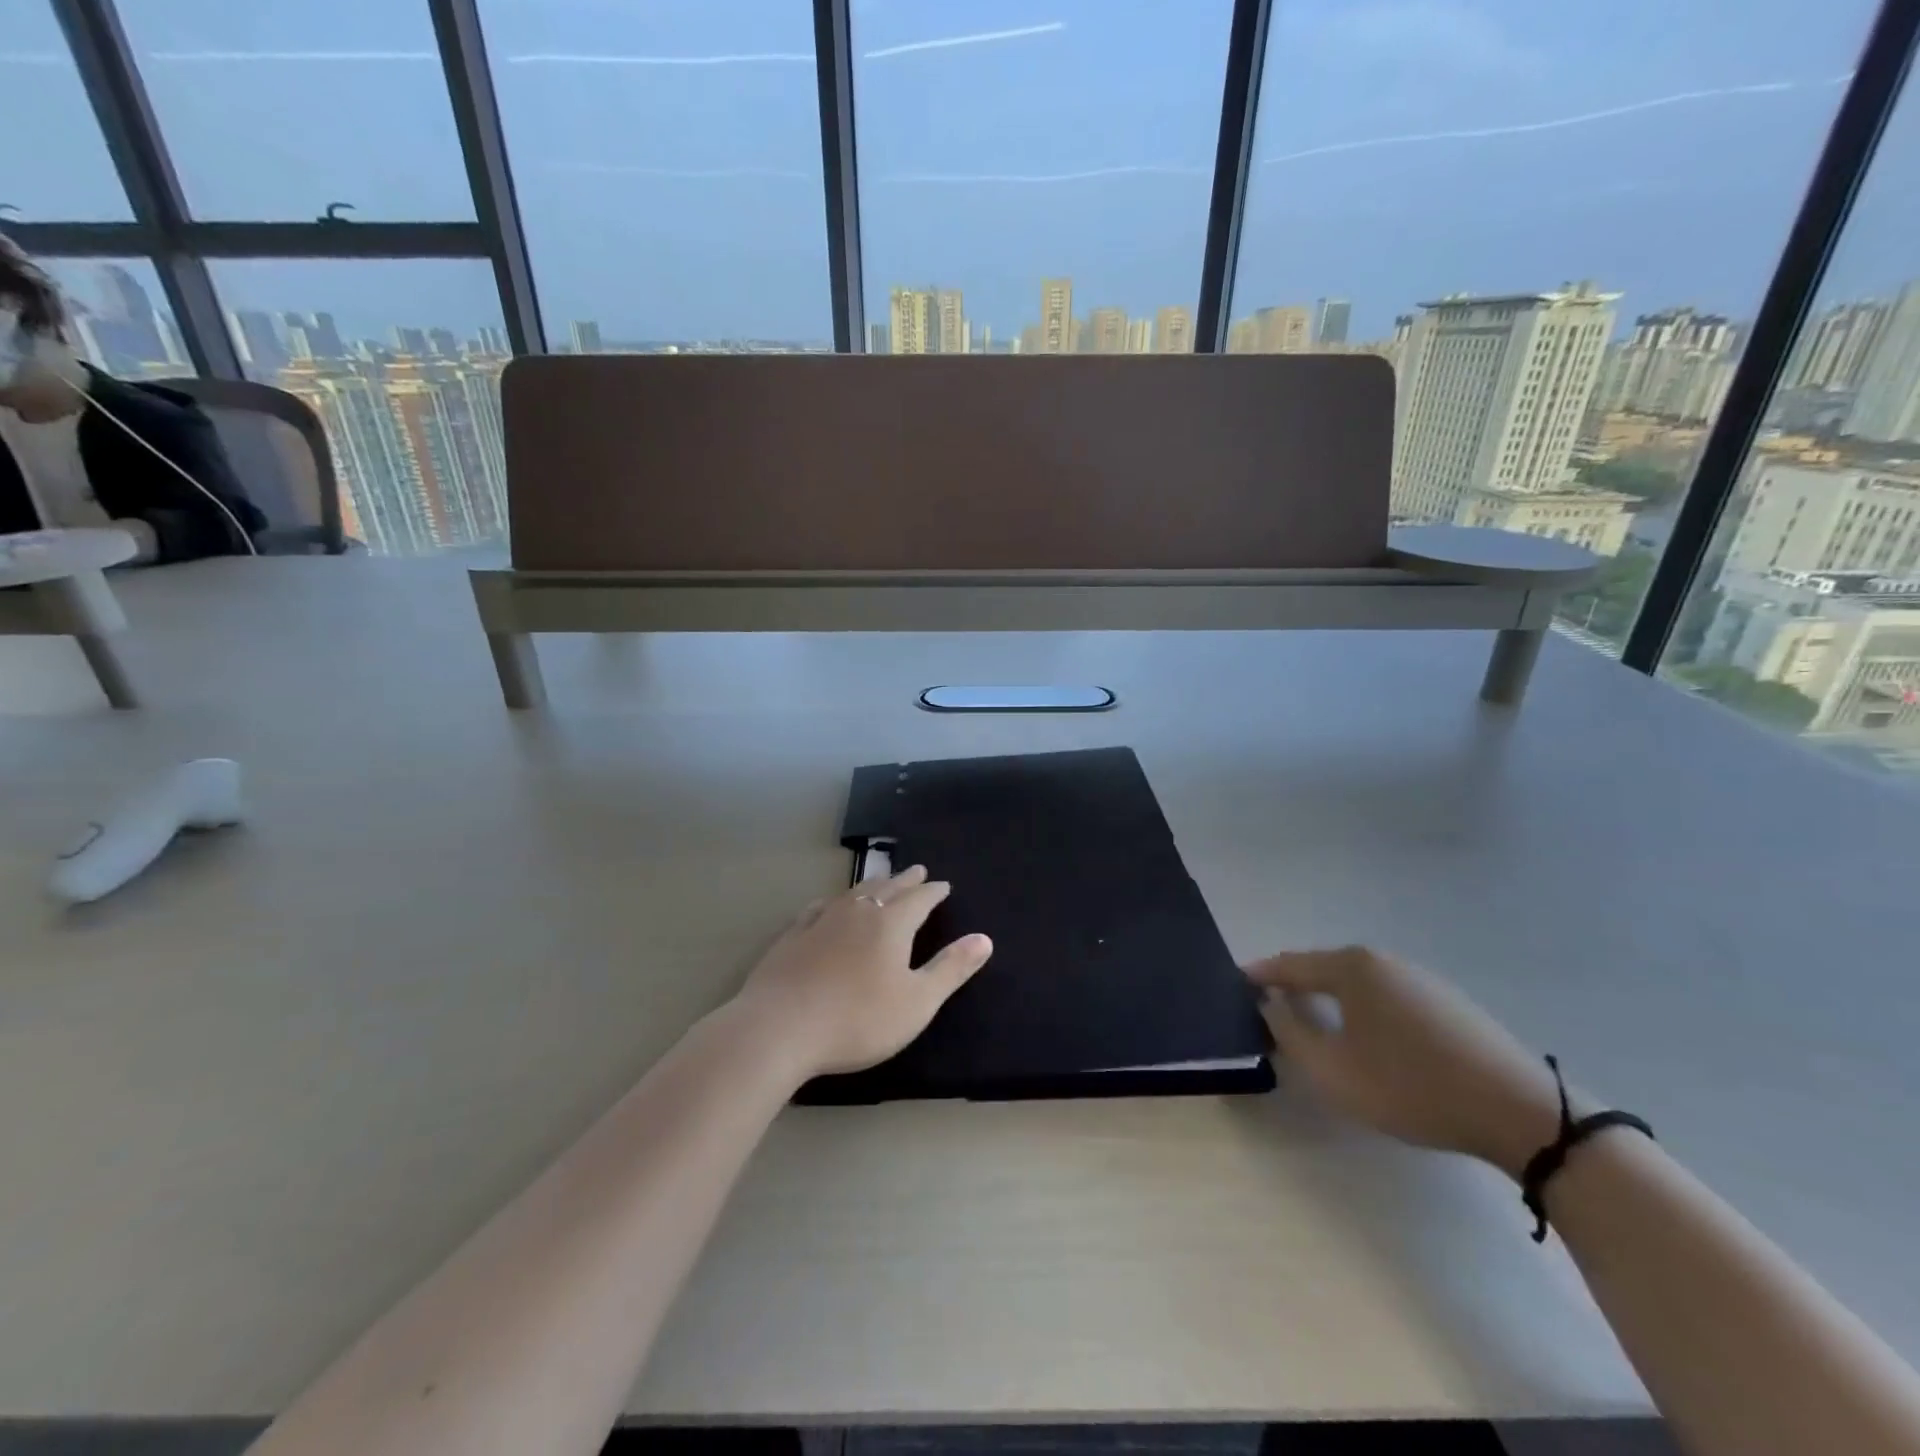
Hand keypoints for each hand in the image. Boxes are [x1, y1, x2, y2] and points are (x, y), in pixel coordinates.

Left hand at [734, 866, 992, 1080]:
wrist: (779, 1028)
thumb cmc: (858, 1019)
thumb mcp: (917, 1001)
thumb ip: (951, 969)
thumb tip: (984, 938)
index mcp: (891, 924)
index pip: (920, 899)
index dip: (934, 892)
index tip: (943, 885)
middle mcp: (858, 912)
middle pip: (887, 888)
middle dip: (906, 880)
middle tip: (917, 870)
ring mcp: (821, 921)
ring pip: (853, 893)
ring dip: (873, 885)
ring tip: (881, 881)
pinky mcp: (792, 936)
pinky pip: (819, 908)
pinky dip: (833, 902)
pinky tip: (827, 905)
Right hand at [1248, 946, 1565, 1178]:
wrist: (1520, 1111)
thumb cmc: (1412, 1086)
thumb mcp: (1334, 1070)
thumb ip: (1289, 1033)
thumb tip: (1269, 1005)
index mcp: (1351, 967)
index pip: (1289, 964)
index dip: (1259, 976)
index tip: (1234, 986)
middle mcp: (1383, 960)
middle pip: (1323, 969)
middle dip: (1294, 987)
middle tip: (1270, 1012)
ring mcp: (1420, 978)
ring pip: (1356, 984)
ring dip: (1329, 1000)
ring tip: (1313, 1026)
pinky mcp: (1447, 1002)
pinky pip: (1386, 997)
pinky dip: (1363, 1010)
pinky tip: (1367, 1039)